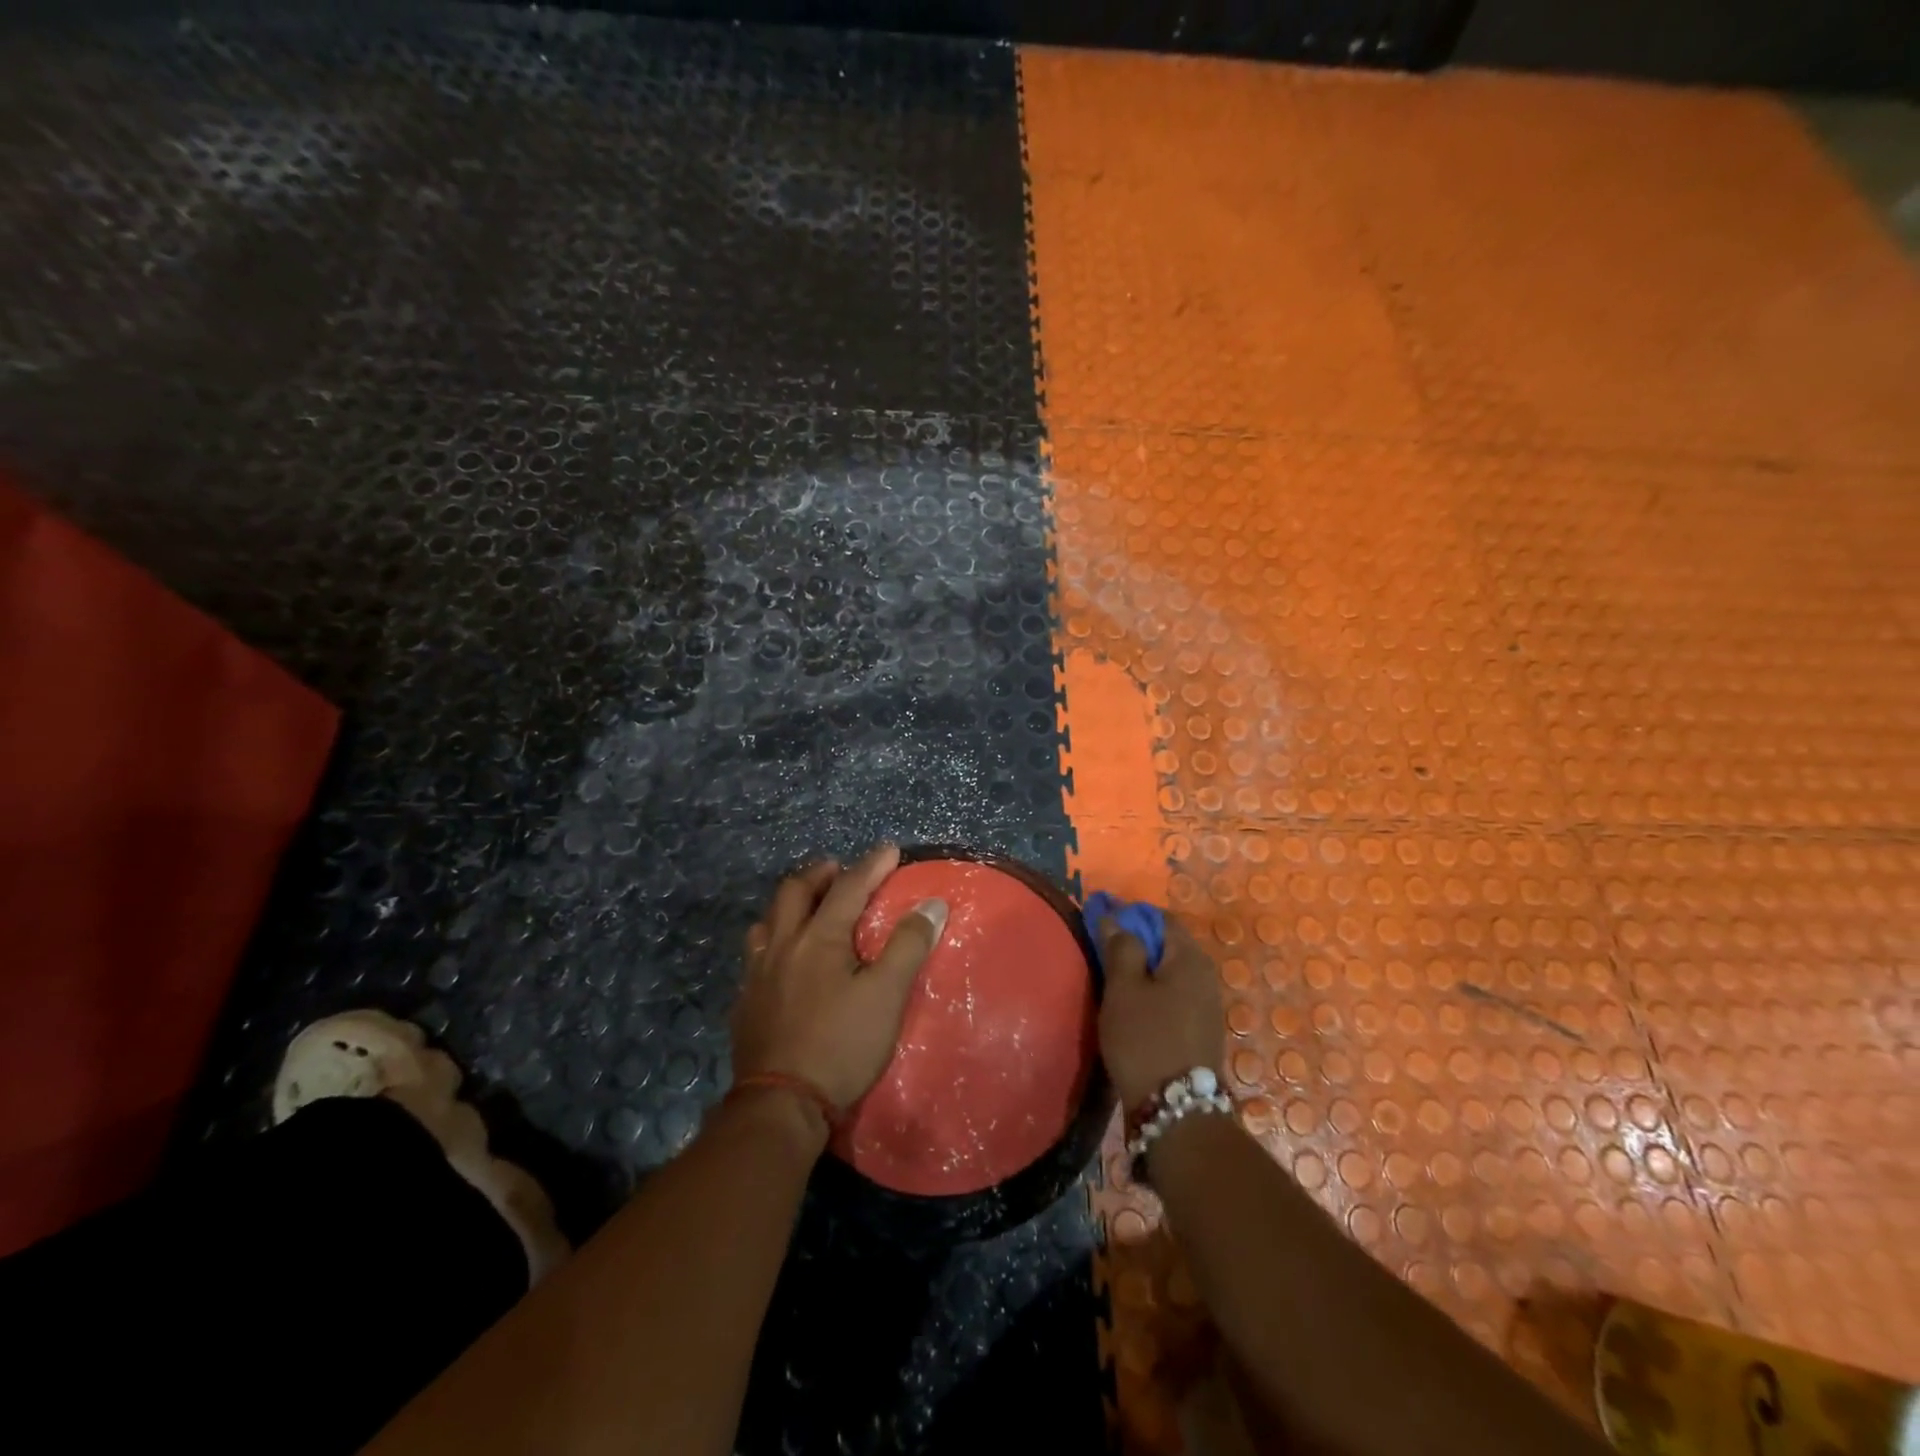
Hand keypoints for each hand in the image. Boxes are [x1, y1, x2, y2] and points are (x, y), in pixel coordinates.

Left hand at [732, 843, 947, 1113]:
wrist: (781, 1103)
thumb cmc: (841, 1045)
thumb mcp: (886, 995)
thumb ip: (908, 945)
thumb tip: (932, 904)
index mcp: (818, 938)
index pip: (848, 887)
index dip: (871, 865)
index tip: (890, 848)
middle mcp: (781, 945)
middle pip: (794, 892)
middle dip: (819, 874)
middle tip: (838, 870)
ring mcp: (757, 974)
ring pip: (767, 921)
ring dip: (790, 905)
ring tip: (808, 908)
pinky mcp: (745, 1002)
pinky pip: (755, 954)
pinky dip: (774, 940)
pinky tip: (783, 959)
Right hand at [1097, 916, 1224, 1108]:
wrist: (1176, 1110)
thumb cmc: (1145, 1039)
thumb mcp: (1124, 989)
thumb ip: (1120, 947)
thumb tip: (1114, 917)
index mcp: (1190, 957)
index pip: (1159, 917)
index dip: (1129, 914)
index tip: (1100, 919)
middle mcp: (1205, 974)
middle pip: (1166, 944)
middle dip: (1135, 941)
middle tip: (1100, 949)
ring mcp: (1206, 1004)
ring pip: (1169, 971)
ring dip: (1142, 967)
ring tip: (1111, 976)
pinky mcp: (1200, 1028)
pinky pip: (1173, 994)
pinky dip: (1152, 989)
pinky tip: (1131, 1004)